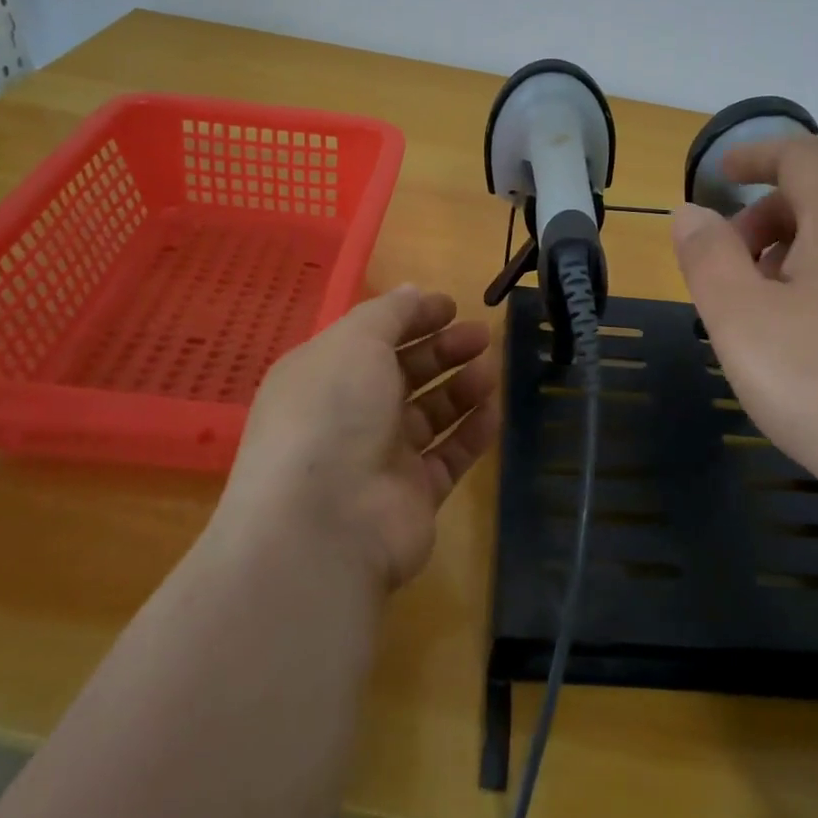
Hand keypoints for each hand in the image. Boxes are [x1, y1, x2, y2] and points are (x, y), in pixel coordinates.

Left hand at [212, 286, 498, 591]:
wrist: (325, 524)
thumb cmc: (333, 413)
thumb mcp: (354, 342)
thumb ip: (389, 313)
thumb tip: (412, 292)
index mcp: (324, 376)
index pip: (372, 338)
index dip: (412, 319)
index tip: (452, 306)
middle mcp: (349, 416)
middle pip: (404, 374)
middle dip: (443, 350)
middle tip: (481, 336)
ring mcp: (381, 458)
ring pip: (429, 414)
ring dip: (460, 388)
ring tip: (490, 370)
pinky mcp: (413, 495)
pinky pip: (449, 456)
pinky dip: (471, 432)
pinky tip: (493, 411)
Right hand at [671, 138, 817, 498]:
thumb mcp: (739, 317)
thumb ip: (707, 254)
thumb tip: (691, 212)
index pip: (801, 154)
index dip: (755, 155)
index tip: (721, 174)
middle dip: (770, 209)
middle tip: (731, 257)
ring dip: (800, 242)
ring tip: (766, 297)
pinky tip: (814, 329)